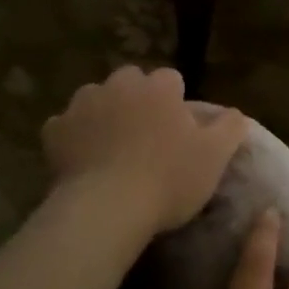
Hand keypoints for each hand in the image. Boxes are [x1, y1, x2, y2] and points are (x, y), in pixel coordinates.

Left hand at [41, 66, 249, 234]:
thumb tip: (234, 113)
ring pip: (96, 99)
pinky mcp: (54, 131)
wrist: (107, 208)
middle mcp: (119, 86)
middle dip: (138, 99)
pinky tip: (83, 159)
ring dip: (105, 113)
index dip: (176, 101)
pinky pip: (66, 126)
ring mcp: (82, 105)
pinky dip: (74, 137)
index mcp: (159, 88)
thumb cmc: (169, 179)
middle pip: (131, 82)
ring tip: (113, 147)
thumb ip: (230, 128)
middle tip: (147, 135)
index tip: (179, 129)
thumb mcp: (215, 156)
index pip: (171, 79)